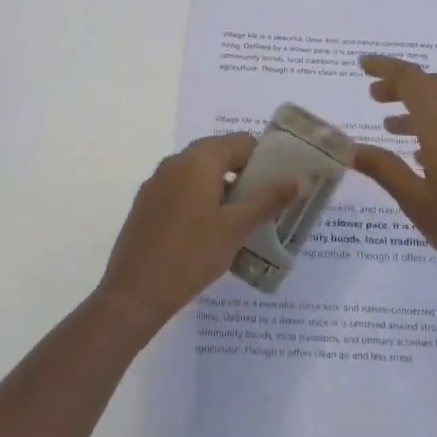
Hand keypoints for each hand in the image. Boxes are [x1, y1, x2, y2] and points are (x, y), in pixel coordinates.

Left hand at [96, 133, 298, 334]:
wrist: (134, 294)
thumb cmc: (191, 255)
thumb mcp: (236, 228)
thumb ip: (269, 199)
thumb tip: (302, 179)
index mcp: (199, 159)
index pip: (242, 142)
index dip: (265, 159)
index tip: (280, 185)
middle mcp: (175, 161)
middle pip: (220, 154)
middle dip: (245, 174)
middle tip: (265, 204)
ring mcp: (157, 182)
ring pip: (200, 172)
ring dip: (223, 188)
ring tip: (241, 221)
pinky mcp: (146, 203)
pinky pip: (182, 188)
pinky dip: (201, 199)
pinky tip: (209, 231)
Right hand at [351, 55, 436, 307]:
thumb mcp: (416, 202)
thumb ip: (384, 169)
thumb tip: (350, 148)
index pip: (412, 80)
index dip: (386, 67)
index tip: (362, 65)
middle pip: (430, 86)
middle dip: (400, 84)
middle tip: (372, 96)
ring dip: (416, 105)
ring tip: (389, 125)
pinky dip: (433, 125)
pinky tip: (420, 154)